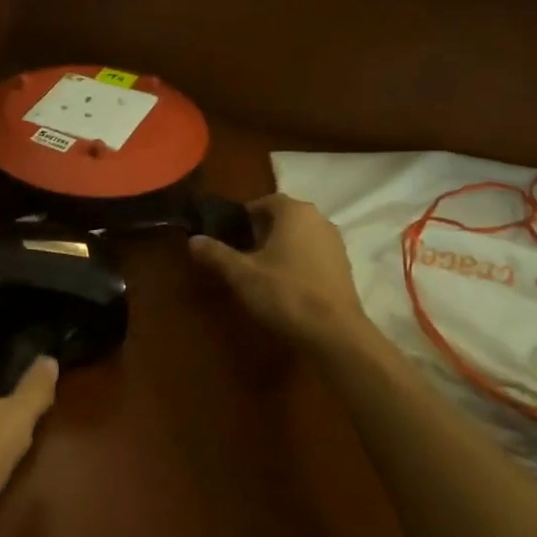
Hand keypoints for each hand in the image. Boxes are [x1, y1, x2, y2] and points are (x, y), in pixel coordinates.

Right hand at [189, 194, 368, 351]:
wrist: (335, 334)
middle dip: (261, 231)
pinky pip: (313, 254)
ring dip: (280, 247)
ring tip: (259, 270)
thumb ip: (216, 253)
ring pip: (299, 236)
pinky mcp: (344, 267)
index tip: (228, 235)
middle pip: (283, 217)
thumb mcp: (241, 274)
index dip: (243, 216)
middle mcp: (319, 219)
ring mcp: (335, 243)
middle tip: (240, 253)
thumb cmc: (285, 294)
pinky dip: (297, 262)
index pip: (264, 201)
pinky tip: (284, 285)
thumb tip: (193, 239)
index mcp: (294, 212)